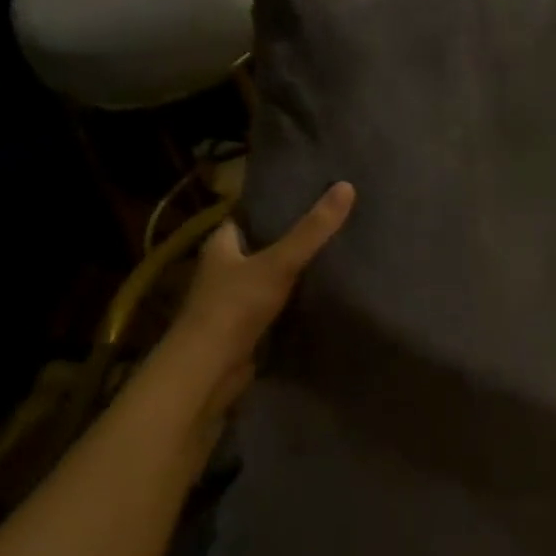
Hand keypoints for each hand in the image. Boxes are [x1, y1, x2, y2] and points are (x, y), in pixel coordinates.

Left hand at [168, 182, 355, 416]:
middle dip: (288, 240)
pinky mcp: (244, 328)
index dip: (273, 207)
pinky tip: (320, 295)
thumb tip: (346, 186)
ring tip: (333, 256)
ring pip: (267, 278)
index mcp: (221, 245)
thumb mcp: (279, 262)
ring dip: (291, 272)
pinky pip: (273, 306)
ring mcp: (232, 301)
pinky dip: (292, 301)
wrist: (209, 369)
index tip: (308, 197)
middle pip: (259, 247)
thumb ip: (312, 230)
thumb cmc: (235, 306)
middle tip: (329, 226)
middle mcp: (222, 269)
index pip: (246, 217)